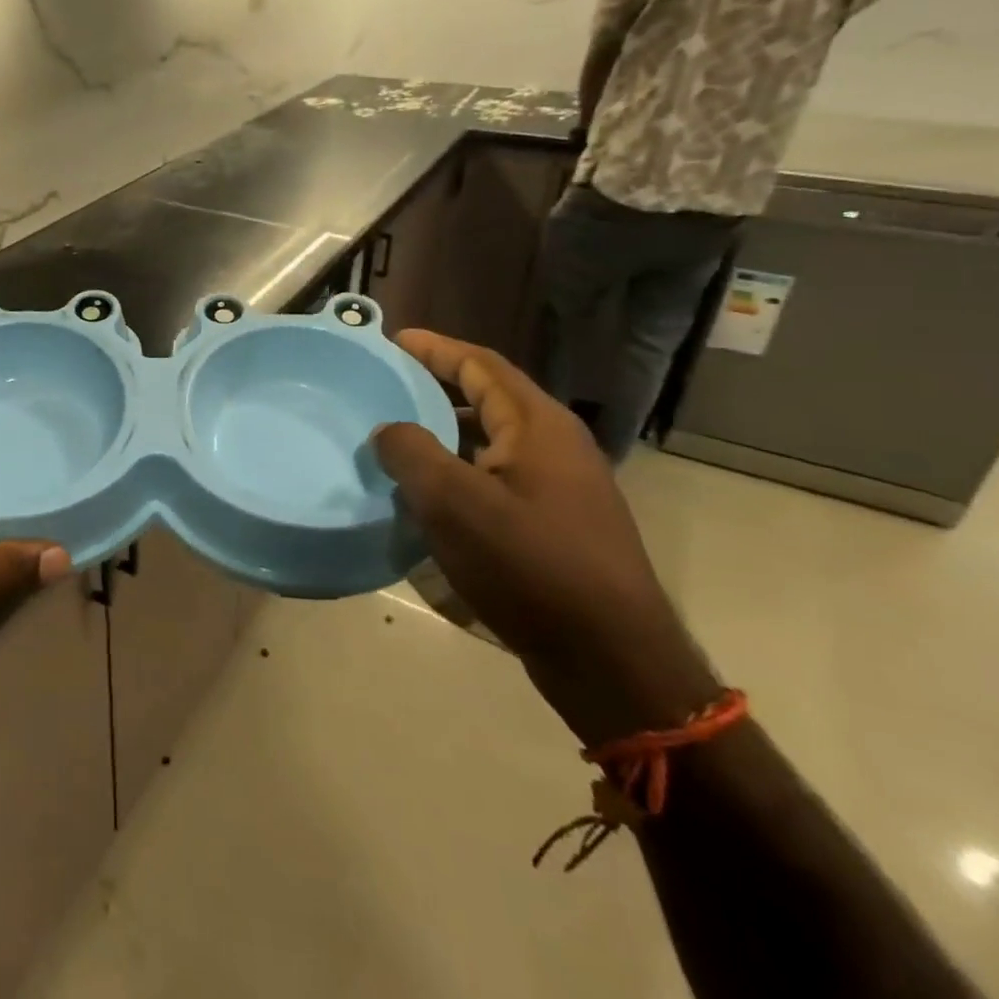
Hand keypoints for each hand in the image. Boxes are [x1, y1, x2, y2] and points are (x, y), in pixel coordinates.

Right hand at [376, 330, 719, 744]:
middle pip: (489, 397)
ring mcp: (561, 487)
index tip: (393, 339)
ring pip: (492, 440)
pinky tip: (428, 494)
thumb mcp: (455, 503)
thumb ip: (412, 454)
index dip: (436, 349)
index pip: (481, 366)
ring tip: (396, 436)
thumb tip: (388, 430)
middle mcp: (555, 445)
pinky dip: (459, 470)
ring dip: (445, 431)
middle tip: (387, 385)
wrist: (610, 658)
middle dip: (437, 386)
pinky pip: (497, 476)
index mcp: (538, 426)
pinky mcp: (556, 524)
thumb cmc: (531, 566)